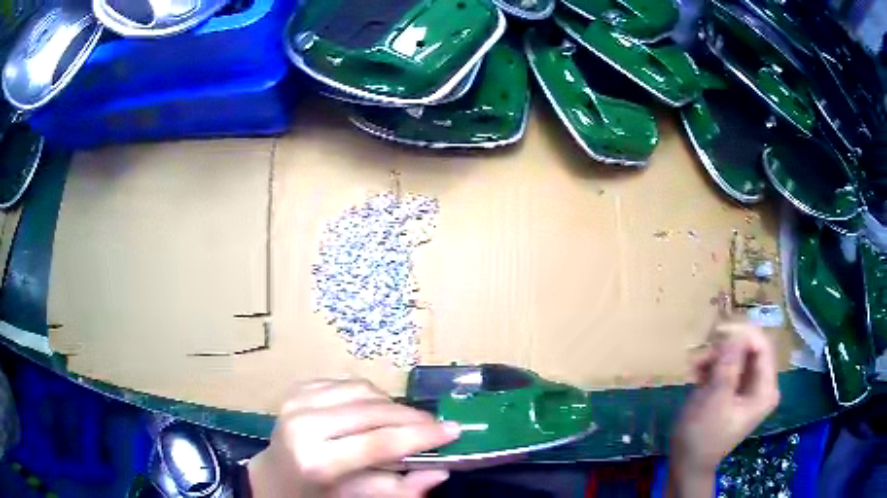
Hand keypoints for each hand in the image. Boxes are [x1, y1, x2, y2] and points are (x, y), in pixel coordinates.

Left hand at [248, 379, 460, 497]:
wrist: (272, 476)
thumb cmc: (313, 494)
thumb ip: (398, 489)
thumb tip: (439, 472)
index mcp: (315, 460)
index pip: (379, 443)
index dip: (421, 436)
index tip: (454, 431)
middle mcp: (303, 425)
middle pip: (374, 411)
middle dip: (413, 417)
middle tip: (436, 426)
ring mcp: (297, 401)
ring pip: (364, 390)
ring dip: (392, 405)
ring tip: (404, 422)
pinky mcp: (297, 389)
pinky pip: (346, 382)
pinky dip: (369, 395)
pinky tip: (374, 412)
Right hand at [669, 322, 780, 496]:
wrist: (688, 464)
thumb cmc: (702, 436)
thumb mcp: (715, 400)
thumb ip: (728, 366)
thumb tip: (736, 334)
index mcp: (765, 389)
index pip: (763, 346)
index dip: (743, 334)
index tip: (717, 333)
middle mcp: (762, 385)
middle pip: (751, 349)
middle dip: (726, 348)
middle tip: (703, 355)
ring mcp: (749, 388)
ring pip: (738, 356)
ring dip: (716, 357)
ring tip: (696, 368)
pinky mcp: (736, 391)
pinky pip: (729, 367)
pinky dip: (714, 366)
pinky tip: (698, 375)